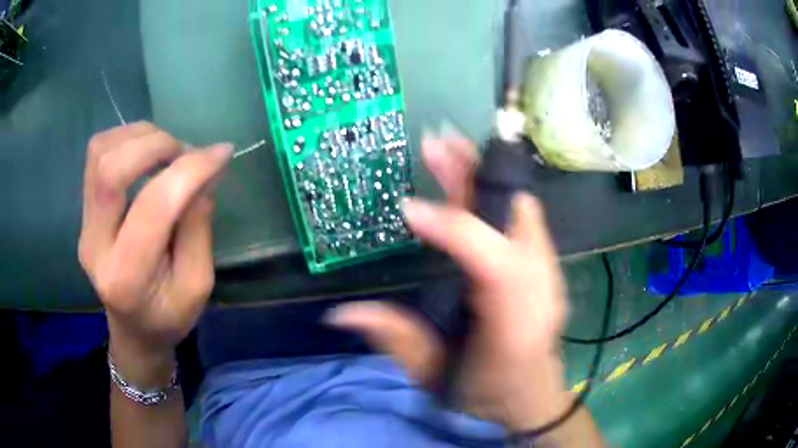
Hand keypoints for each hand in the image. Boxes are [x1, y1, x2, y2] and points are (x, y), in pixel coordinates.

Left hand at [79, 122, 231, 383]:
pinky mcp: (83, 212)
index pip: (153, 207)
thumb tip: (204, 172)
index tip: (221, 153)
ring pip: (100, 152)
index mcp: (128, 278)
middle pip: (111, 169)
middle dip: (156, 145)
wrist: (133, 330)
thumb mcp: (197, 285)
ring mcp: (84, 226)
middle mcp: (95, 247)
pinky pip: (96, 155)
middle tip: (186, 152)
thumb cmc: (169, 316)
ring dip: (139, 137)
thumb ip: (198, 227)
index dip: (189, 170)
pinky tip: (145, 153)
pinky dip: (124, 139)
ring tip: (166, 150)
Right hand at [329, 136, 570, 430]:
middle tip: (436, 146)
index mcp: (515, 325)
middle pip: (516, 219)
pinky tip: (468, 181)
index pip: (494, 263)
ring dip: (484, 176)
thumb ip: (395, 341)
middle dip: (475, 177)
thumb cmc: (487, 395)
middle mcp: (541, 289)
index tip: (408, 208)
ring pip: (522, 209)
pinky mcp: (545, 266)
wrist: (533, 399)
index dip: (453, 228)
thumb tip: (340, 313)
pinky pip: (522, 218)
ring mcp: (548, 273)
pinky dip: (495, 192)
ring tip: (448, 150)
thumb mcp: (436, 378)